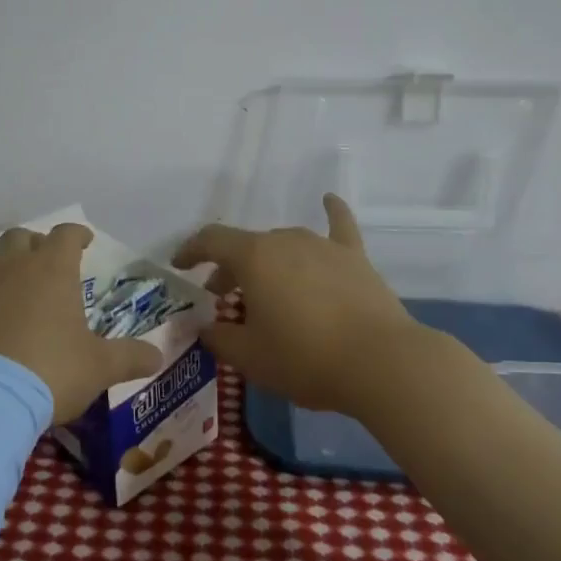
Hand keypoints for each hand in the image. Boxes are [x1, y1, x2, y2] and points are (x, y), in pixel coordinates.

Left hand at [0, 223, 162, 422]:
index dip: (77, 234)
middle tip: (45, 263)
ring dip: (2, 268)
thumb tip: (157, 356)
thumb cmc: (48, 371)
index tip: (85, 241)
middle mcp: (11, 266)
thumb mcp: (98, 368)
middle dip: (35, 245)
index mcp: (52, 269)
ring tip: (12, 291)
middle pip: (21, 237)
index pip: (66, 234)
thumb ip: (129, 358)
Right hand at [174, 194, 418, 415]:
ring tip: (266, 289)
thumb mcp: (250, 357)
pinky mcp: (354, 257)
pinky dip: (331, 212)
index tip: (179, 265)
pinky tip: (329, 199)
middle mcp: (285, 239)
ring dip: (267, 263)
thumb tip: (205, 327)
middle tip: (223, 299)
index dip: (191, 250)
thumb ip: (219, 338)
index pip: (211, 241)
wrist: (381, 362)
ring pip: (283, 244)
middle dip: (229, 269)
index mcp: (254, 257)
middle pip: (247, 246)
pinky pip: (339, 226)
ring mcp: (322, 245)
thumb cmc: (305, 358)